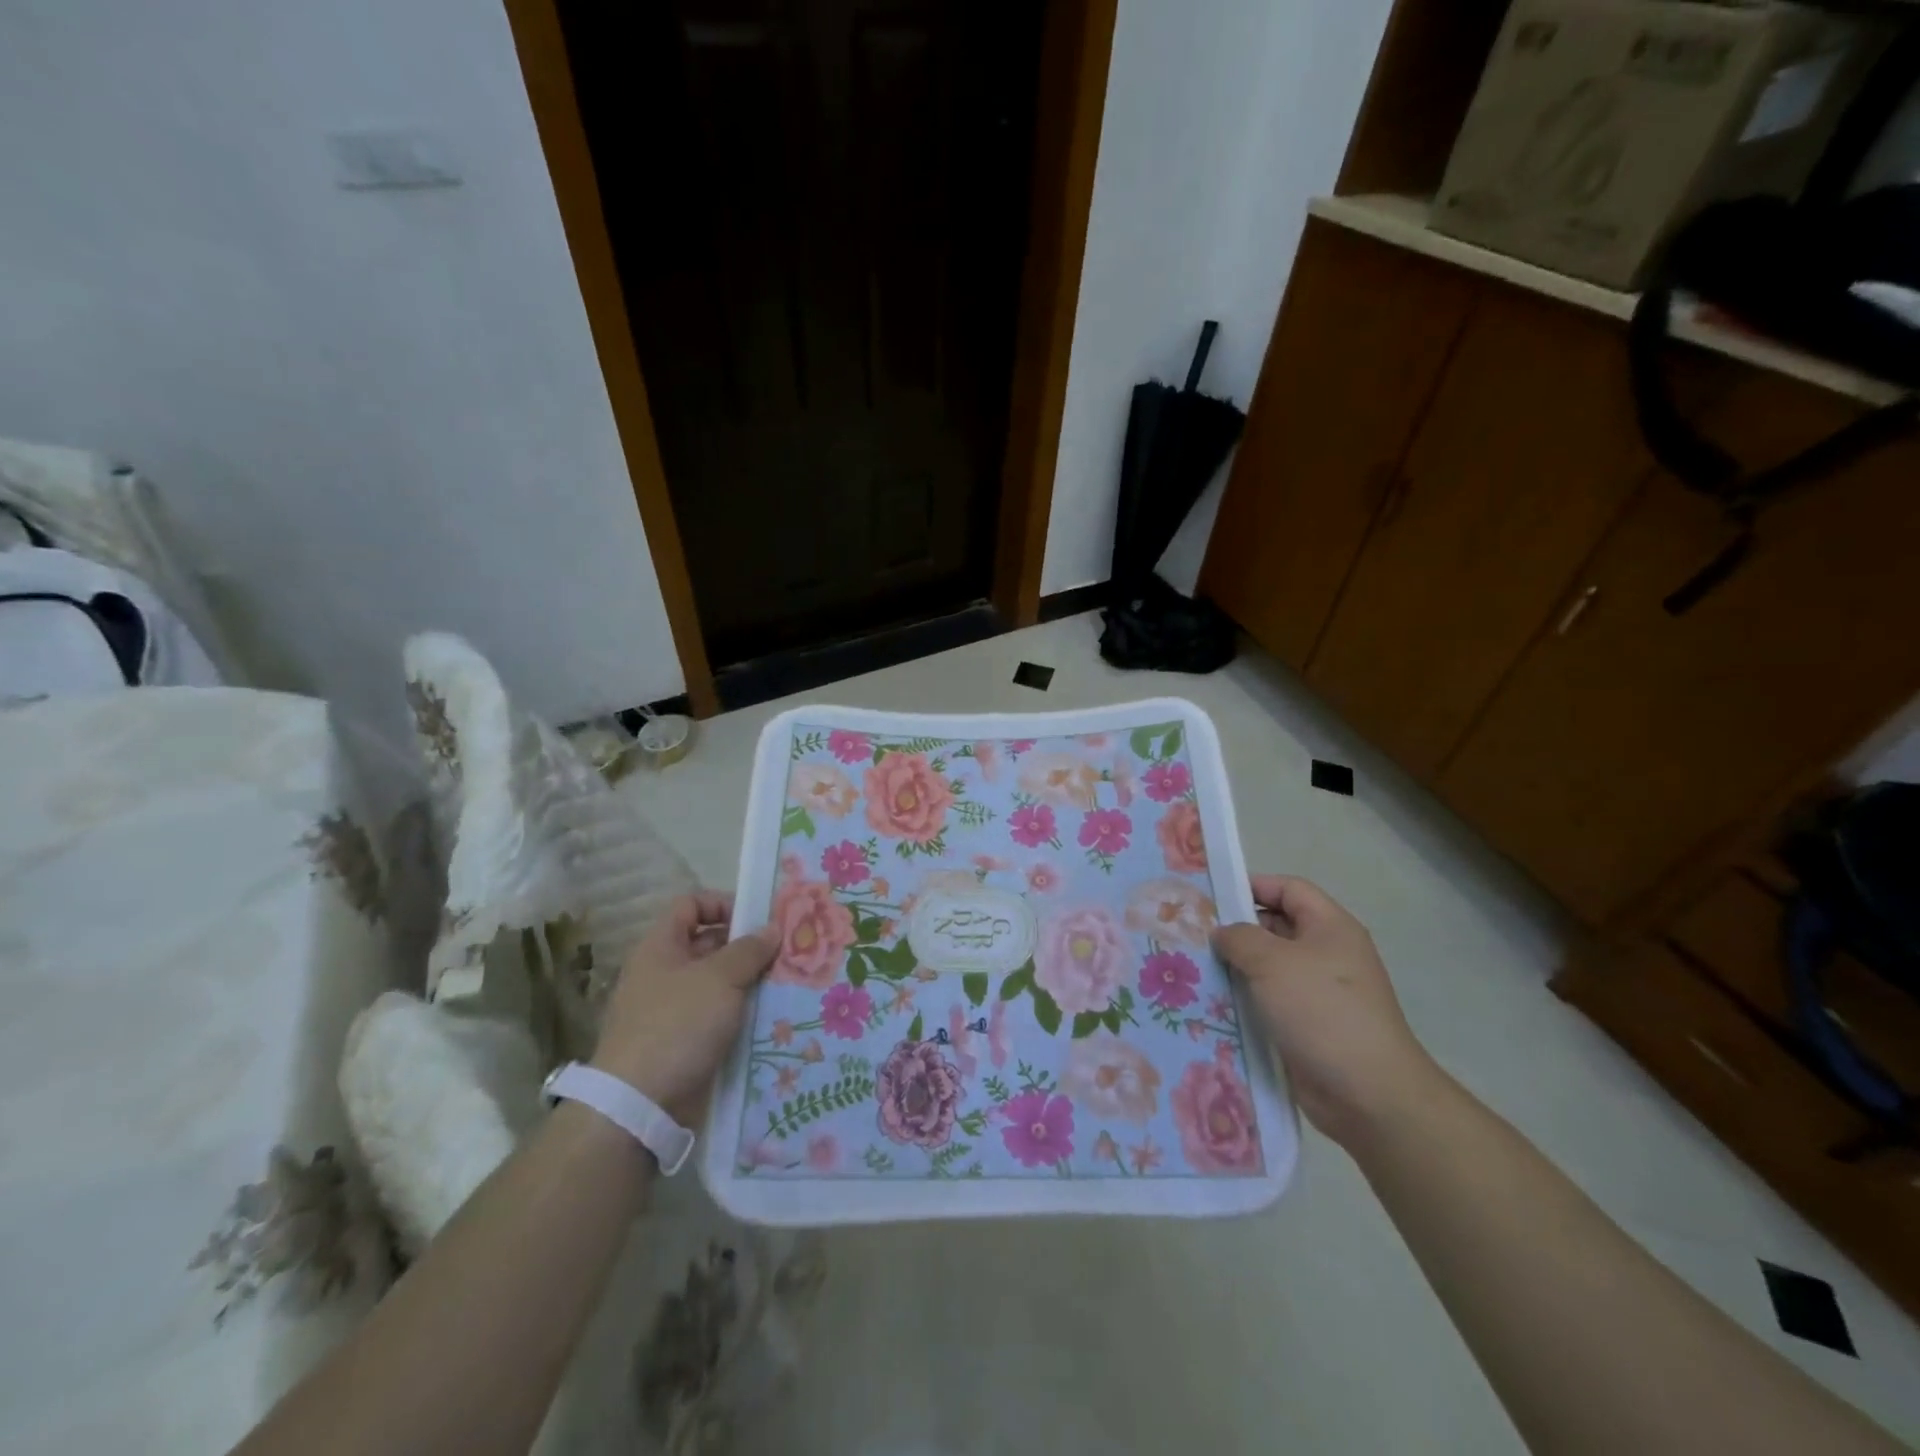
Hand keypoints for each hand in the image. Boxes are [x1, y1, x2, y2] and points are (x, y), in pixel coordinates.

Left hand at [590, 891, 777, 1124]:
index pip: (691, 905)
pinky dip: (743, 1015)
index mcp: (661, 947)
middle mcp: (664, 973)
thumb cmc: (678, 1025)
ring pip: (719, 984)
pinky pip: (719, 1018)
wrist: (639, 1106)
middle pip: (710, 944)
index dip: (724, 904)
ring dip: (751, 983)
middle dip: (748, 947)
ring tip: (789, 985)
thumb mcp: (720, 978)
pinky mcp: (684, 1043)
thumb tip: (772, 928)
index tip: (758, 920)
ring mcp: (673, 1010)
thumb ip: (749, 949)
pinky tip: (773, 1019)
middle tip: (787, 953)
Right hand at [1213, 875, 1443, 1148]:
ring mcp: (1319, 993)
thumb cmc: (1321, 1011)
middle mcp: (1327, 954)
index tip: (1212, 897)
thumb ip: (1239, 937)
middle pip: (1276, 927)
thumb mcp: (1272, 962)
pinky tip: (1213, 1004)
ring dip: (1236, 969)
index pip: (1289, 889)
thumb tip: (1223, 933)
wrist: (1368, 1094)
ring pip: (1269, 968)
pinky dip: (1245, 1001)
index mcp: (1330, 927)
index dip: (1253, 886)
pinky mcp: (1309, 1026)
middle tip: (1194, 935)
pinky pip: (1270, 1002)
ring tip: (1195, 969)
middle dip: (1237, 930)